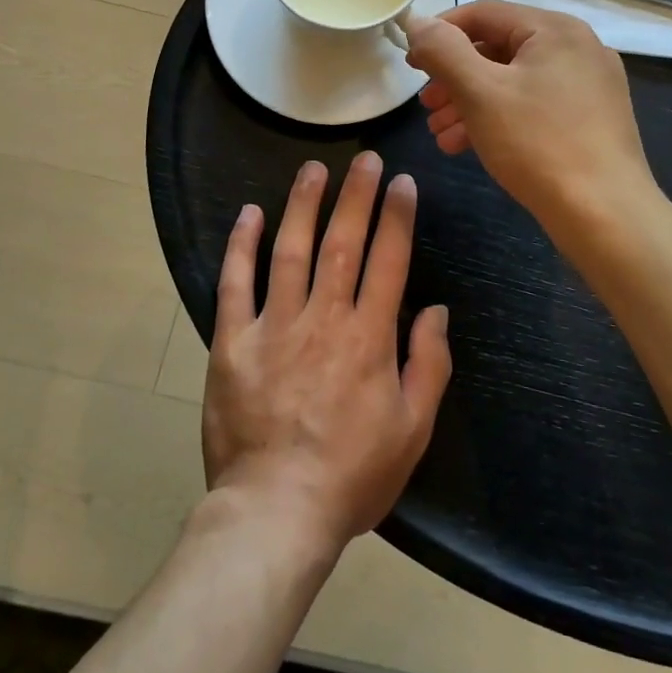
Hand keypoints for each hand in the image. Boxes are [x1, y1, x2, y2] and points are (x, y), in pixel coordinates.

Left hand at [203, 153, 451, 556]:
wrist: (275, 514)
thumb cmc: (352, 475)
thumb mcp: (412, 430)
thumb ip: (429, 365)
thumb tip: (437, 310)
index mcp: (370, 337)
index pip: (389, 260)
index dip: (398, 216)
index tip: (402, 182)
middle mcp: (324, 318)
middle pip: (344, 242)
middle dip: (357, 195)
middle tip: (366, 158)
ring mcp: (275, 325)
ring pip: (291, 249)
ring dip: (304, 204)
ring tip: (314, 168)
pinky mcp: (233, 341)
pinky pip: (236, 283)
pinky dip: (242, 245)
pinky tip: (250, 213)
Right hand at [405, 1, 657, 237]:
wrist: (606, 216)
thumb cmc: (538, 144)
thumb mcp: (480, 92)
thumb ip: (444, 50)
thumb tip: (417, 21)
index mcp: (555, 29)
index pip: (483, 14)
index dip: (440, 34)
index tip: (410, 63)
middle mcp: (577, 47)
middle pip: (499, 48)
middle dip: (454, 77)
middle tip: (425, 105)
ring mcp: (589, 84)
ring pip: (514, 81)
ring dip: (471, 102)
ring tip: (439, 132)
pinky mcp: (591, 118)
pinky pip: (534, 104)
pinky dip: (499, 117)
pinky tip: (468, 146)